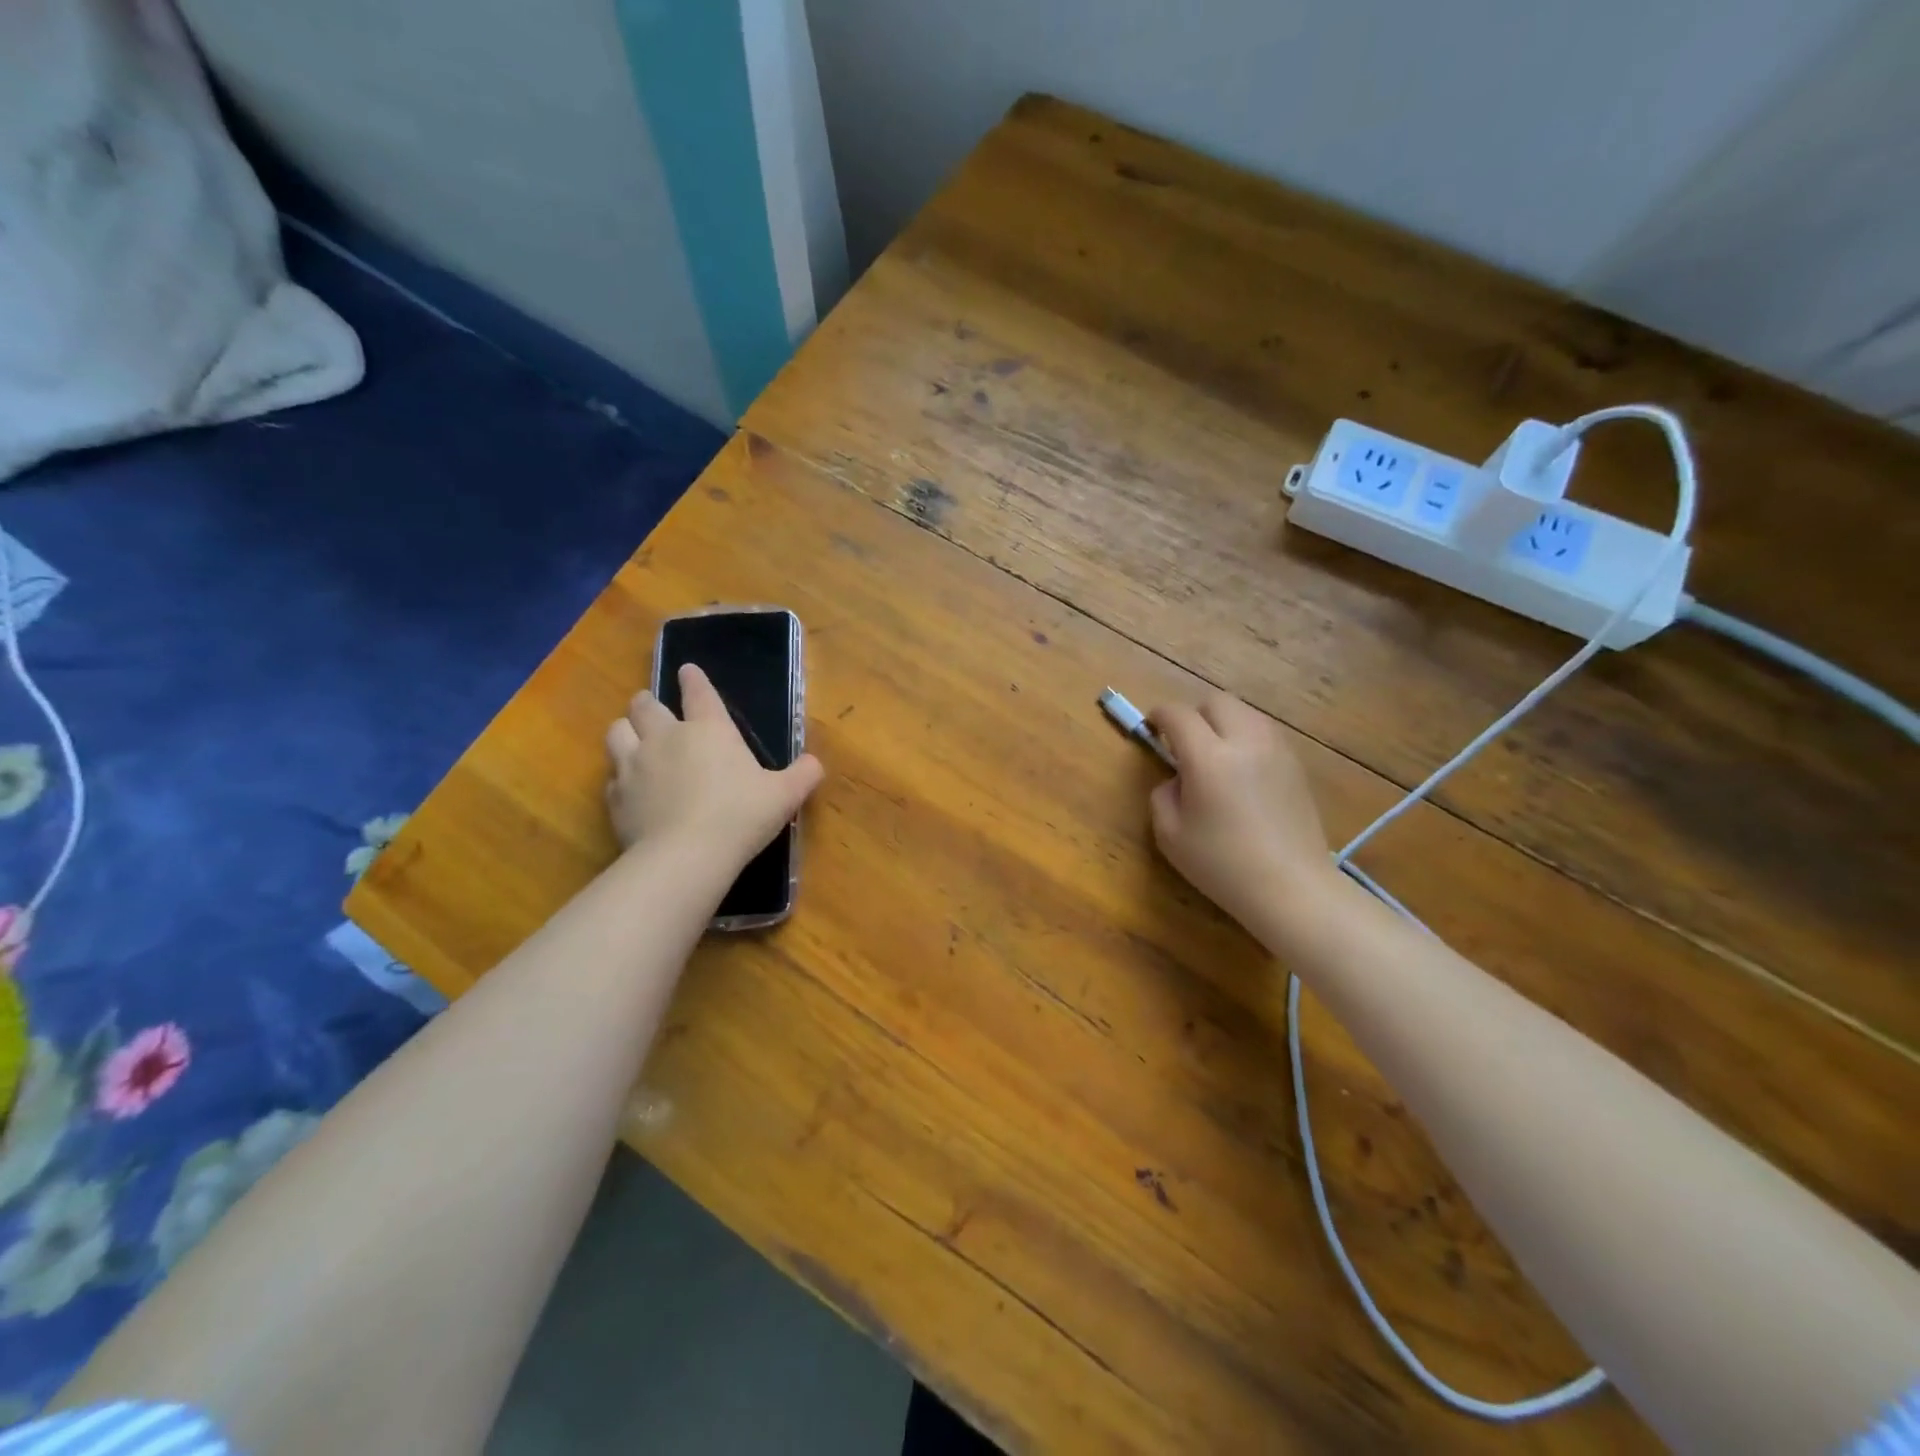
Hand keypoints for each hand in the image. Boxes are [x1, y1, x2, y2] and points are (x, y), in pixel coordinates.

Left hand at [605, 663, 823, 868]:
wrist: (686, 856)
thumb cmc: (740, 816)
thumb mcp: (784, 795)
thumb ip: (802, 775)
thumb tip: (814, 764)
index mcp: (708, 730)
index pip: (698, 692)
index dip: (693, 679)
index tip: (687, 671)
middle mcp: (666, 737)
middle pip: (645, 706)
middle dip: (647, 702)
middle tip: (652, 706)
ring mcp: (634, 765)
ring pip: (616, 731)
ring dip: (625, 730)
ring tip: (632, 739)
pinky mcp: (615, 796)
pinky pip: (611, 776)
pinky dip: (620, 777)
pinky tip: (630, 789)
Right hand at [1147, 693, 1337, 931]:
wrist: (1291, 888)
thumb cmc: (1222, 865)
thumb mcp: (1170, 835)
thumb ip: (1163, 795)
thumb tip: (1177, 779)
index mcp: (1209, 758)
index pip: (1178, 715)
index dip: (1159, 716)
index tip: (1151, 727)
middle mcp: (1245, 741)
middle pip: (1216, 702)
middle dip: (1193, 714)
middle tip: (1182, 742)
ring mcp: (1276, 750)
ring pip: (1245, 712)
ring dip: (1222, 722)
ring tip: (1213, 753)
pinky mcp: (1296, 764)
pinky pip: (1264, 732)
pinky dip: (1246, 737)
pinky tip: (1241, 769)